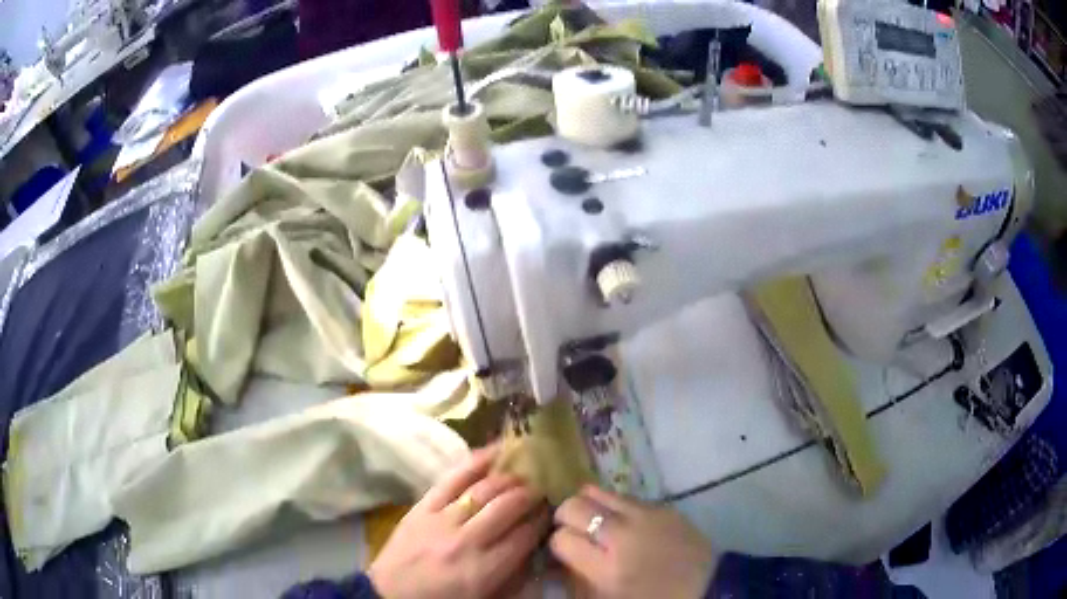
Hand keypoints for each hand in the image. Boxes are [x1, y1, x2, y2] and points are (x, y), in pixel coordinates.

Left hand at [368, 444, 549, 598]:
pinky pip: (452, 478)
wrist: (390, 595)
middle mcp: (467, 541)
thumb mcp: (484, 597)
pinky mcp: (422, 506)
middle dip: (530, 495)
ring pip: (484, 489)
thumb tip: (536, 547)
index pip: (526, 536)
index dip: (543, 520)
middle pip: (509, 506)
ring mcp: (442, 520)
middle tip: (542, 490)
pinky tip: (494, 451)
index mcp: (485, 569)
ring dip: (509, 478)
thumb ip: (514, 575)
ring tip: (523, 474)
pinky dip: (476, 462)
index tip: (552, 512)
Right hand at [550, 485, 717, 598]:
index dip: (558, 543)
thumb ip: (578, 578)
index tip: (565, 550)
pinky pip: (625, 496)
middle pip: (573, 506)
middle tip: (572, 528)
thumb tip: (562, 556)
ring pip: (596, 491)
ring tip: (594, 518)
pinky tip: (623, 520)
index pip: (561, 539)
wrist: (705, 587)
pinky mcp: (663, 506)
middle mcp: (622, 536)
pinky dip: (615, 506)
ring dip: (588, 504)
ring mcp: (645, 516)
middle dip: (565, 516)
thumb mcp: (606, 598)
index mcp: (606, 569)